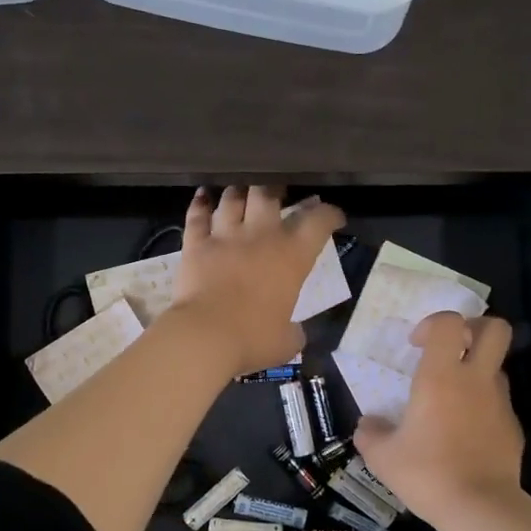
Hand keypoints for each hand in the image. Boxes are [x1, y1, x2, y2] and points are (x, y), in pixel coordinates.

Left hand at [169, 186, 344, 378]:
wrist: (204, 335)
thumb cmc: (253, 339)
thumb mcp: (287, 342)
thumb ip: (294, 332)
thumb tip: (295, 332)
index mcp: (292, 256)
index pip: (319, 222)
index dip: (330, 214)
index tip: (334, 216)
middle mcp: (260, 236)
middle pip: (269, 194)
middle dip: (276, 188)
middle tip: (278, 191)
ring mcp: (225, 236)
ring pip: (233, 198)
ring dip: (239, 191)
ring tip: (242, 190)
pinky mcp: (195, 244)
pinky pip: (197, 215)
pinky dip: (200, 202)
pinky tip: (203, 194)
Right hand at [354, 312, 524, 525]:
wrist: (481, 508)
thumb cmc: (427, 473)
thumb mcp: (382, 457)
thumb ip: (370, 433)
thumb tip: (368, 425)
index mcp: (441, 376)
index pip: (449, 322)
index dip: (433, 323)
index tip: (416, 345)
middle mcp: (476, 380)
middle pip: (495, 329)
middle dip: (475, 328)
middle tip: (453, 348)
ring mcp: (500, 403)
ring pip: (497, 367)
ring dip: (477, 372)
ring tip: (452, 400)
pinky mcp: (514, 428)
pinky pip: (499, 404)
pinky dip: (483, 408)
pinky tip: (465, 435)